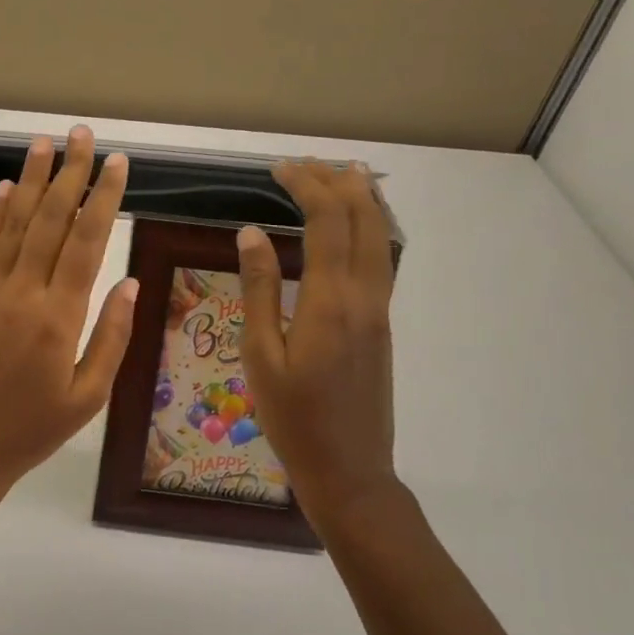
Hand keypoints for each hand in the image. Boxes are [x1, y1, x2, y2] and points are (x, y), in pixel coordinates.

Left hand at [0, 127, 137, 512]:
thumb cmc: (32, 431)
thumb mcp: (87, 397)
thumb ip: (110, 337)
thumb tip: (127, 282)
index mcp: (60, 316)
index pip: (87, 241)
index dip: (103, 197)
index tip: (117, 162)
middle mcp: (22, 292)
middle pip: (51, 219)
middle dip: (69, 173)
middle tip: (83, 134)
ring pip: (14, 223)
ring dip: (30, 181)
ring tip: (44, 143)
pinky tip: (6, 189)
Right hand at [236, 160, 401, 527]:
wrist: (349, 469)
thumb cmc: (293, 417)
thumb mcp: (261, 355)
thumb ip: (259, 289)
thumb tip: (250, 233)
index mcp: (332, 301)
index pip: (327, 221)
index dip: (306, 186)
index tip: (279, 168)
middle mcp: (366, 296)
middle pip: (364, 219)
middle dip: (337, 182)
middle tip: (305, 165)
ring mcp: (380, 310)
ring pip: (382, 237)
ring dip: (362, 200)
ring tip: (339, 175)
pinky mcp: (382, 324)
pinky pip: (382, 259)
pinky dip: (369, 228)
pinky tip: (353, 227)